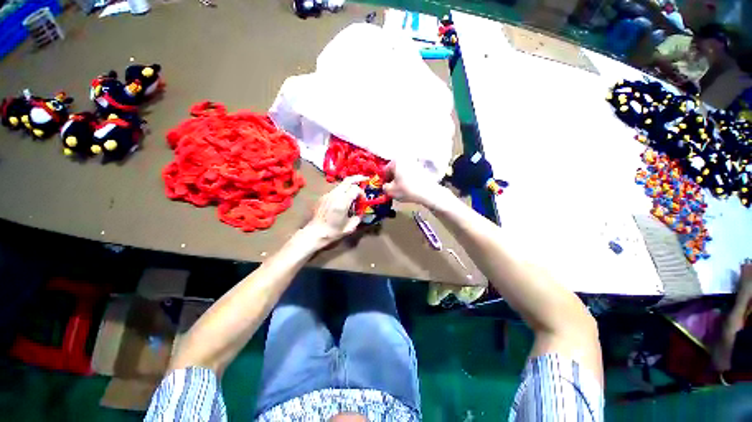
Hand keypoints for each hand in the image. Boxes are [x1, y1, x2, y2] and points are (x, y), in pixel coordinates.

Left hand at [303, 175, 365, 246]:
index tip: (363, 200)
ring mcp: (327, 195)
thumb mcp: (350, 227)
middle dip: (357, 178)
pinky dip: (342, 191)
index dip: (362, 193)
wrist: (314, 233)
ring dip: (349, 186)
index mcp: (342, 202)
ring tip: (354, 193)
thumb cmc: (333, 232)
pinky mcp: (323, 197)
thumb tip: (360, 212)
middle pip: (347, 180)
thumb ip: (358, 217)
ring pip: (341, 184)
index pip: (355, 189)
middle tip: (365, 179)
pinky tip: (343, 200)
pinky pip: (335, 190)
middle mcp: (334, 195)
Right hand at [382, 161, 450, 208]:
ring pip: (403, 171)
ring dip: (400, 179)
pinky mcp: (422, 169)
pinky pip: (411, 174)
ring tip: (400, 189)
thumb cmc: (406, 190)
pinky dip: (408, 179)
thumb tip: (385, 186)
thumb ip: (384, 187)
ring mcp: (415, 163)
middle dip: (392, 178)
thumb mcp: (390, 191)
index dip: (383, 179)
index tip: (384, 187)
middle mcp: (405, 159)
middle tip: (391, 188)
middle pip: (395, 169)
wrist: (427, 192)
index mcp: (396, 161)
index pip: (385, 170)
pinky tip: (409, 187)